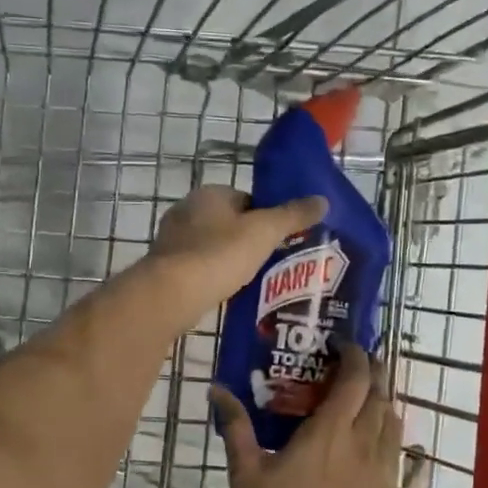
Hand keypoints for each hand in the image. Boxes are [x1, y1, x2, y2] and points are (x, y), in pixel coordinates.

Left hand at [148, 185, 325, 322]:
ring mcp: (172, 240)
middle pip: (228, 223)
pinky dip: (212, 278)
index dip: (266, 217)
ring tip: (253, 282)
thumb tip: (323, 200)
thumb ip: (293, 215)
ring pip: (212, 247)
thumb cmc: (220, 254)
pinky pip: (198, 269)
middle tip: (271, 263)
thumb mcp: (264, 232)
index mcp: (209, 194)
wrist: (171, 294)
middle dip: (247, 241)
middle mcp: (186, 210)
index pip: (246, 199)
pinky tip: (227, 294)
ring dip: (229, 261)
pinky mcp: (164, 268)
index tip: (280, 239)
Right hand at [210, 341, 401, 487]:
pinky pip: (394, 448)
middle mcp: (362, 442)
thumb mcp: (245, 469)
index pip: (356, 378)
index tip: (340, 345)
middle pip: (380, 394)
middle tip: (352, 365)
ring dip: (382, 400)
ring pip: (393, 420)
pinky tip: (370, 436)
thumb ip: (235, 425)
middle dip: (371, 372)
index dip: (354, 354)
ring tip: (362, 396)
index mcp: (330, 430)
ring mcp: (377, 467)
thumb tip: (216, 389)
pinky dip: (387, 430)